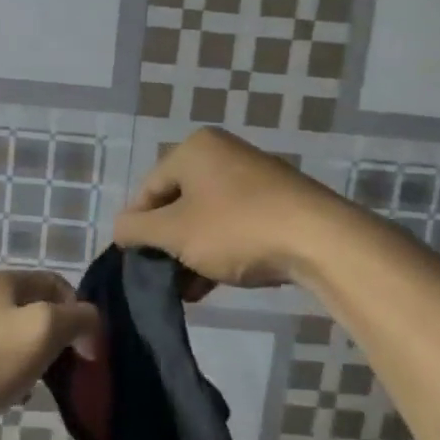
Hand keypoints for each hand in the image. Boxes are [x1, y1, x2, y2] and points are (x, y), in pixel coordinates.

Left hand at [0, 270, 99, 437]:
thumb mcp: (44, 330)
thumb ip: (78, 318)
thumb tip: (89, 325)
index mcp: (2, 280)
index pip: (57, 283)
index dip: (80, 313)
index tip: (87, 352)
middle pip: (36, 310)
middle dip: (56, 339)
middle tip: (64, 371)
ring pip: (15, 337)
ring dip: (33, 360)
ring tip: (36, 389)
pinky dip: (9, 375)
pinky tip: (9, 398)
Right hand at [113, 127, 349, 288]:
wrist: (319, 241)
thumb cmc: (235, 228)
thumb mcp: (174, 232)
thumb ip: (137, 229)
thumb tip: (119, 229)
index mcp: (194, 149)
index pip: (148, 189)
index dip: (135, 227)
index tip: (133, 262)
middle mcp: (222, 154)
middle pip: (177, 203)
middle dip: (166, 245)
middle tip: (160, 278)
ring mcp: (252, 178)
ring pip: (205, 218)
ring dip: (190, 254)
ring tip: (185, 291)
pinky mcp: (276, 203)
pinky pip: (232, 225)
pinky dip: (217, 251)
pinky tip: (209, 285)